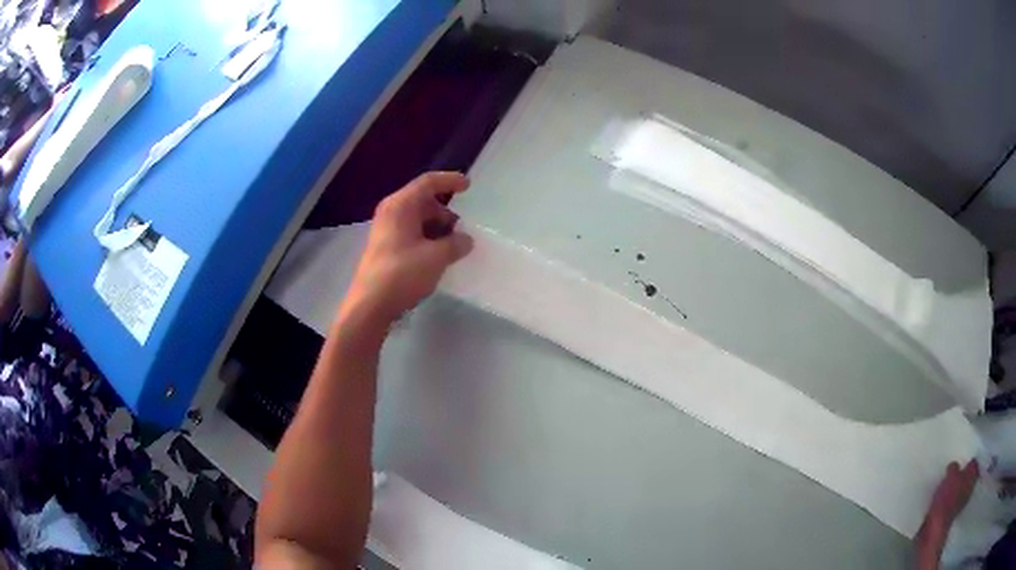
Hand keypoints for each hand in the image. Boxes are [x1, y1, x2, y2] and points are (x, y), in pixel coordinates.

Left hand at [343, 172, 472, 322]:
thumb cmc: (402, 273)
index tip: (469, 186)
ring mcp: (386, 230)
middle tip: (463, 230)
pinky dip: (427, 240)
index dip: (450, 181)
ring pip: (418, 220)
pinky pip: (411, 234)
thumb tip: (466, 240)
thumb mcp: (436, 257)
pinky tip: (438, 257)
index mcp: (401, 205)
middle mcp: (391, 212)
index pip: (428, 182)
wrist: (370, 304)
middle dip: (446, 213)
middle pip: (423, 202)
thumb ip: (456, 244)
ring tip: (454, 247)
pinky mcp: (385, 248)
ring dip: (438, 229)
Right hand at [915, 460, 979, 568]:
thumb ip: (954, 467)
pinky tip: (941, 498)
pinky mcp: (950, 515)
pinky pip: (951, 501)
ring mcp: (959, 504)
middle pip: (967, 477)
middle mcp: (969, 489)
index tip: (962, 457)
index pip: (974, 462)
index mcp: (972, 477)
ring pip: (959, 489)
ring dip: (954, 486)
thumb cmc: (946, 499)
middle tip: (953, 470)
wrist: (934, 530)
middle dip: (961, 473)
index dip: (969, 459)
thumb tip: (954, 466)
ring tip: (946, 483)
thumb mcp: (950, 476)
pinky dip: (947, 498)